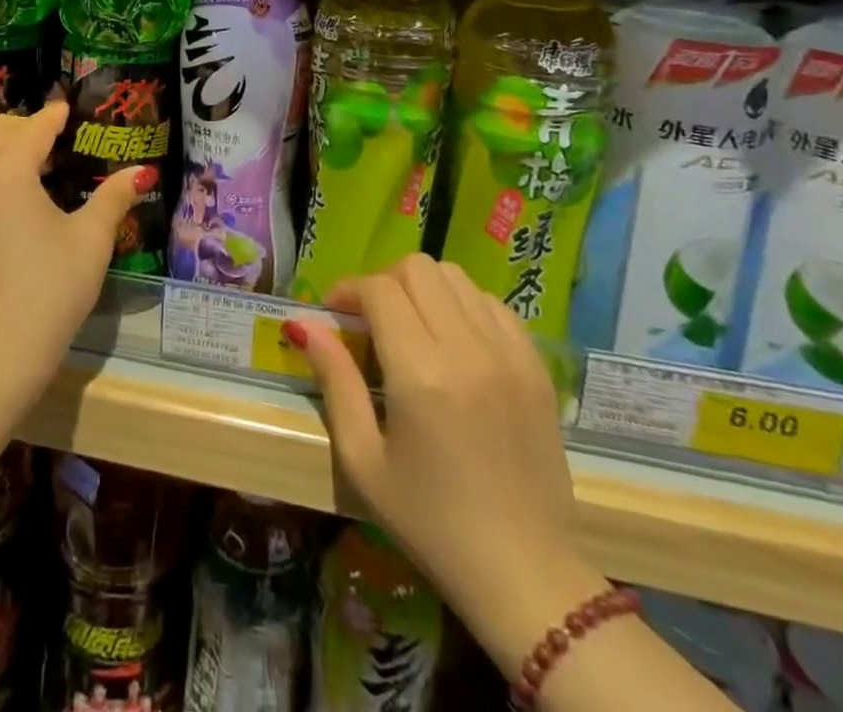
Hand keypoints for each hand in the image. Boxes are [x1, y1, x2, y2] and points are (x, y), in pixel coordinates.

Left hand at [0, 101, 150, 411]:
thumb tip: (140, 172)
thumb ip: (113, 197)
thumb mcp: (91, 241)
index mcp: (7, 175)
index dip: (52, 116)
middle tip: (53, 138)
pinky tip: (13, 201)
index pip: (32, 130)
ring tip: (35, 166)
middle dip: (21, 127)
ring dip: (1, 150)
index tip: (66, 107)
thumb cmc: (50, 290)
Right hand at [295, 254, 607, 671]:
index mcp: (421, 372)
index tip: (335, 315)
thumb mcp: (363, 459)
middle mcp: (468, 348)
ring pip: (457, 277)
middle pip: (418, 268)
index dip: (348, 291)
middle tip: (371, 320)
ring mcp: (510, 354)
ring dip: (424, 290)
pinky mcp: (537, 367)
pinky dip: (464, 306)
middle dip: (384, 282)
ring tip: (412, 327)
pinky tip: (454, 343)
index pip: (379, 289)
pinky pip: (493, 305)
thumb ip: (334, 381)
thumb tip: (305, 324)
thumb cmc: (429, 522)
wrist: (525, 574)